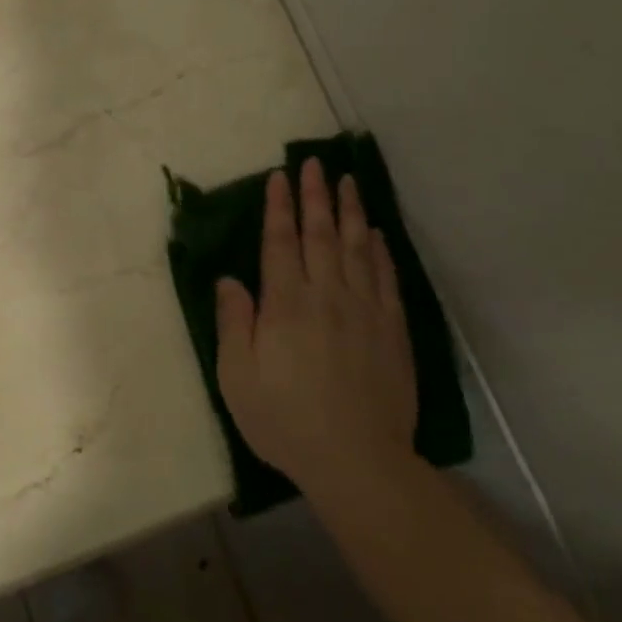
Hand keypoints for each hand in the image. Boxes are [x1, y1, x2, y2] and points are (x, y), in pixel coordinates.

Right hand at [215, 158, 416, 495]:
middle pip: (320, 234)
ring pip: (356, 247)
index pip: (280, 243)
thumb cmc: (286, 420)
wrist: (356, 459)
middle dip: (315, 195)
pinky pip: (385, 277)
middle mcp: (327, 295)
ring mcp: (365, 309)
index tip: (279, 177)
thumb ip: (234, 323)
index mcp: (286, 304)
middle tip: (314, 163)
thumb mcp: (238, 378)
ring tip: (347, 181)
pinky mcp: (392, 328)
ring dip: (350, 211)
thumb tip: (230, 279)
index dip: (279, 207)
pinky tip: (376, 234)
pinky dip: (380, 250)